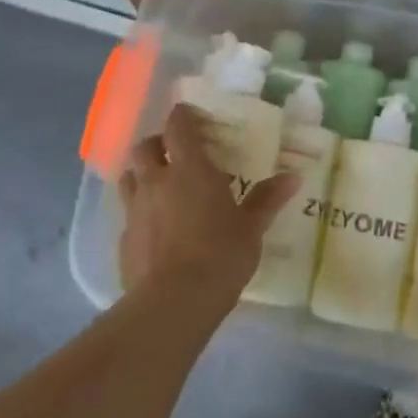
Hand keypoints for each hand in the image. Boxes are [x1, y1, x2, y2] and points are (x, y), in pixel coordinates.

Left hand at [118, 104, 296, 292]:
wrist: (175, 301)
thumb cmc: (221, 255)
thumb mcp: (252, 227)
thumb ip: (267, 199)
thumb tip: (293, 176)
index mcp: (189, 170)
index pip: (178, 127)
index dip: (183, 117)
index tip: (193, 117)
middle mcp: (156, 182)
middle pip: (144, 147)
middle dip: (158, 143)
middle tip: (176, 153)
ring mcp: (135, 209)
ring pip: (129, 177)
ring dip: (143, 174)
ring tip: (161, 185)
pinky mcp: (124, 238)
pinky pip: (128, 212)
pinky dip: (141, 210)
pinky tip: (156, 227)